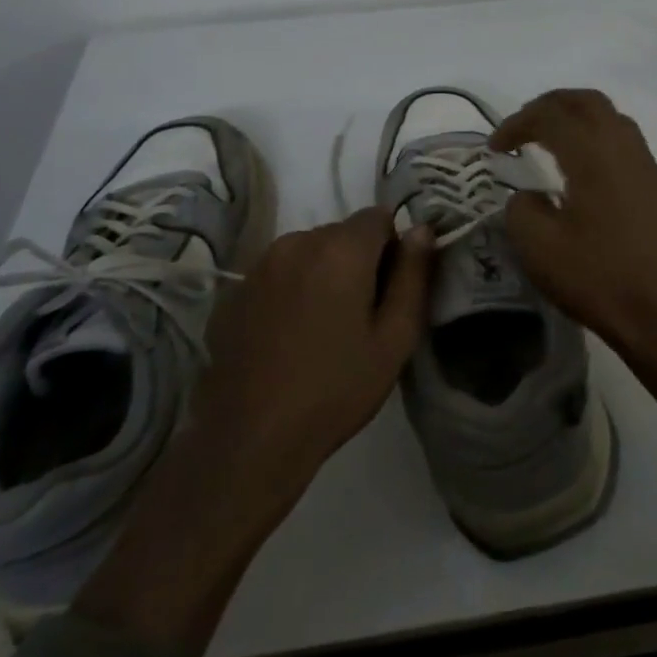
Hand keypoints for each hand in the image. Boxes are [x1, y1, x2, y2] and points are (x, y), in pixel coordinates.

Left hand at [195, 207, 435, 469]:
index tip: (389, 290)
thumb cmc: (336, 389)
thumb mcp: (395, 338)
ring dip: (323, 273)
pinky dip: (291, 290)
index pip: (380, 216)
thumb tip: (422, 230)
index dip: (393, 248)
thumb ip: (414, 275)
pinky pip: (278, 274)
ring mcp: (260, 266)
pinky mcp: (234, 292)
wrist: (250, 439)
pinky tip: (288, 337)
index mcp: (341, 249)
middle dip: (358, 261)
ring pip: (308, 252)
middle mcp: (297, 242)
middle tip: (360, 316)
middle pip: (342, 233)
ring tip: (322, 328)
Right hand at [491, 89, 656, 413]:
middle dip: (550, 105)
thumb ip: (522, 207)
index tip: (495, 148)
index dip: (517, 123)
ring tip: (551, 140)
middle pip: (587, 101)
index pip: (551, 116)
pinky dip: (598, 137)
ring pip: (611, 117)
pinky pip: (626, 141)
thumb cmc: (595, 277)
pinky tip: (584, 168)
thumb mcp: (537, 246)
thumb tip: (530, 195)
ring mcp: (646, 165)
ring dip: (578, 117)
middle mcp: (624, 147)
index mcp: (593, 154)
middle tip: (523, 126)